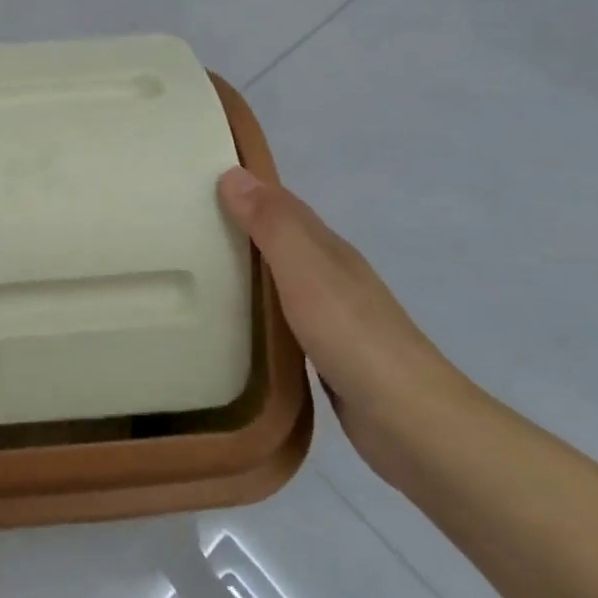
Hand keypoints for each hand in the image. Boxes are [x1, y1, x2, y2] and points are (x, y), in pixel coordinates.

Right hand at [218, 168, 467, 479]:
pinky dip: (258, 310)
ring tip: (197, 270)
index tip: (197, 183)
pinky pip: (282, 318)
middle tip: (185, 226)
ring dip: (247, 270)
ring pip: (280, 279)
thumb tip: (232, 173)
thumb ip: (272, 225)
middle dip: (240, 228)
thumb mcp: (307, 272)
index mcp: (328, 249)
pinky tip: (235, 321)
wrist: (412, 424)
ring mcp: (332, 317)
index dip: (245, 189)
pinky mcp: (327, 355)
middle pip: (280, 240)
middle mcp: (331, 275)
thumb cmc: (354, 338)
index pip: (281, 205)